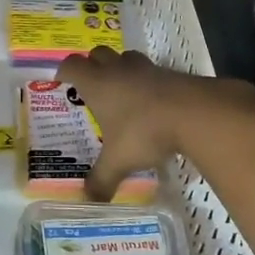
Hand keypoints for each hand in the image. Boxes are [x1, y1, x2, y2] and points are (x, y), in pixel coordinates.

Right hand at [56, 47, 254, 200]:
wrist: (193, 112)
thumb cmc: (144, 131)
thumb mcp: (119, 161)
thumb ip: (102, 180)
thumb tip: (88, 200)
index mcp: (97, 84)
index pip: (72, 65)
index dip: (64, 71)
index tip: (61, 82)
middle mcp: (117, 70)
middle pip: (97, 53)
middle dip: (91, 65)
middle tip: (91, 86)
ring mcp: (145, 68)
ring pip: (125, 57)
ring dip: (119, 68)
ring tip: (120, 91)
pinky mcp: (169, 73)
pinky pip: (150, 70)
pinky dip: (145, 81)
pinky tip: (150, 102)